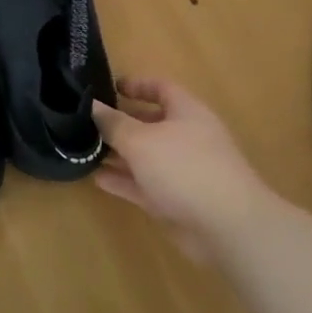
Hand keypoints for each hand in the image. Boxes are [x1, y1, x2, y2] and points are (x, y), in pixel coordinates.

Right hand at [92, 77, 273, 260]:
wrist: (227, 227)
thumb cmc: (184, 168)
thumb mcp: (141, 140)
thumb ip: (113, 123)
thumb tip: (92, 105)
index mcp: (186, 112)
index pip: (160, 88)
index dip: (136, 85)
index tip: (108, 87)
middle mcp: (186, 138)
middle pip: (150, 124)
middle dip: (120, 123)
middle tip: (87, 122)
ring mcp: (182, 171)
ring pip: (145, 157)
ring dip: (118, 154)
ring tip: (84, 150)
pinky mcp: (176, 201)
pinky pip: (144, 185)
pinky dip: (123, 181)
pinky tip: (97, 179)